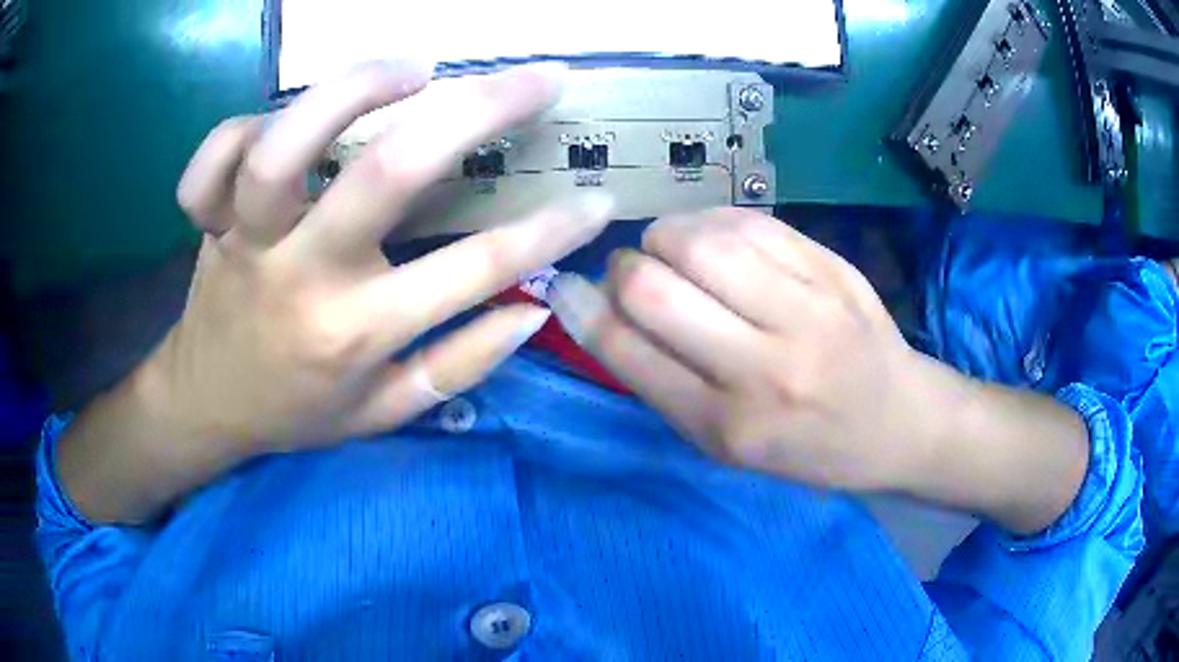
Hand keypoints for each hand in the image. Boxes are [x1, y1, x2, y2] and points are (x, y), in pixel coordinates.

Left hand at [60, 61, 614, 522]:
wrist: (206, 409)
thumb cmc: (296, 413)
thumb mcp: (383, 415)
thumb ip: (459, 367)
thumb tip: (532, 311)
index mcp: (356, 335)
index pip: (471, 274)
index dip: (547, 232)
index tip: (596, 197)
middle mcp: (303, 280)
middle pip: (384, 175)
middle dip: (476, 112)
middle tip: (535, 78)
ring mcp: (247, 244)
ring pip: (284, 151)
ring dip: (352, 91)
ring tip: (413, 71)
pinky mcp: (209, 224)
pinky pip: (211, 165)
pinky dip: (239, 128)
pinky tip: (280, 119)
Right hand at [550, 208, 943, 491]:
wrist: (899, 422)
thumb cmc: (807, 447)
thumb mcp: (727, 446)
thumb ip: (663, 381)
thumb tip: (597, 308)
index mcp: (729, 426)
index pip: (628, 351)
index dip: (582, 310)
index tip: (565, 287)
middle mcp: (764, 367)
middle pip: (652, 286)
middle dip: (623, 270)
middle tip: (635, 276)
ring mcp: (806, 310)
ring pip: (697, 240)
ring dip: (666, 238)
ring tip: (676, 255)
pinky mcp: (831, 268)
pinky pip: (748, 221)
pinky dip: (712, 223)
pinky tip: (718, 242)